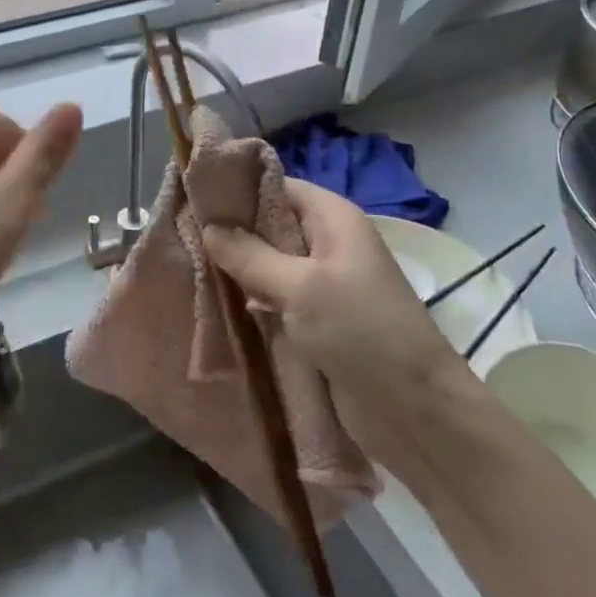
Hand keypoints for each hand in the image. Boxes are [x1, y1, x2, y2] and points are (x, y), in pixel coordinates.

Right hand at [203, 179, 461, 419]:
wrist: (415, 410)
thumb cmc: (361, 332)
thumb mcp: (300, 287)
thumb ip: (250, 254)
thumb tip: (209, 226)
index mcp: (333, 218)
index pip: (276, 185)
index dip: (236, 189)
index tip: (192, 198)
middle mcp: (327, 242)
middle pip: (269, 224)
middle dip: (230, 231)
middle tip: (180, 233)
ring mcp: (322, 282)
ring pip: (268, 262)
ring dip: (236, 268)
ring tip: (187, 264)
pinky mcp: (316, 318)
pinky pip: (274, 296)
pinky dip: (249, 298)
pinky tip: (213, 300)